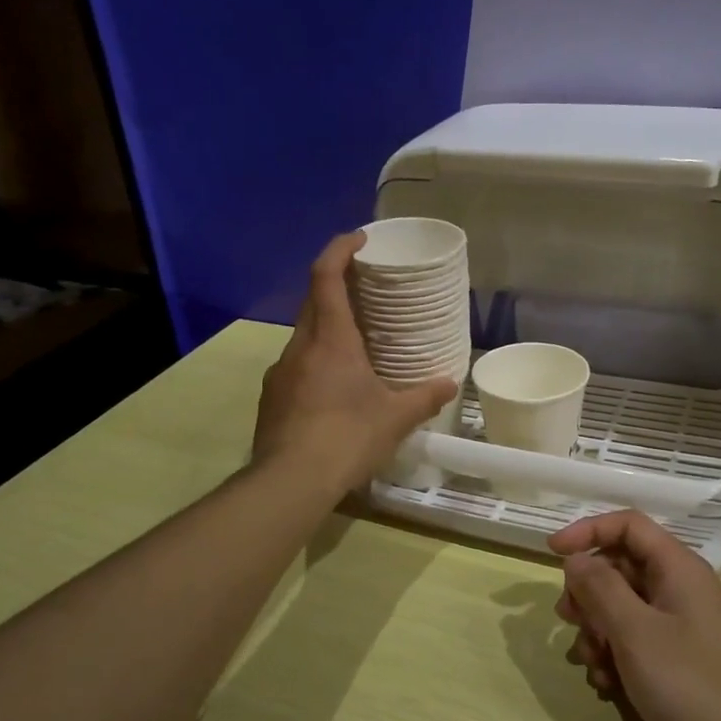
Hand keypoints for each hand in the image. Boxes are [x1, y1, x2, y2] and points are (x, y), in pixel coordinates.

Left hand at [252, 232, 459, 495]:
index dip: (339, 249)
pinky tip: (333, 390)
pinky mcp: (271, 398)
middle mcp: (300, 346)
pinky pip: (296, 367)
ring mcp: (279, 372)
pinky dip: (315, 363)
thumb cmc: (347, 437)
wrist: (290, 481)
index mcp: (330, 339)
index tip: (359, 239)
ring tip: (355, 346)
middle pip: (313, 301)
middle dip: (336, 286)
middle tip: (365, 290)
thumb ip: (424, 397)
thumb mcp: (395, 418)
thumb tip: (449, 383)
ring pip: (304, 336)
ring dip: (326, 329)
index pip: (325, 275)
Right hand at [550, 511, 720, 720]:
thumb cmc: (690, 683)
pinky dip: (614, 654)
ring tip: (590, 662)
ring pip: (622, 606)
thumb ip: (600, 588)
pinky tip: (606, 684)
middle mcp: (679, 588)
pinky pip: (635, 638)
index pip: (627, 525)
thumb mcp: (635, 632)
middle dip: (587, 591)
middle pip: (620, 566)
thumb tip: (575, 560)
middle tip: (567, 619)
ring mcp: (680, 623)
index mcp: (677, 568)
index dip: (587, 531)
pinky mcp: (678, 656)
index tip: (552, 553)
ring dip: (597, 628)